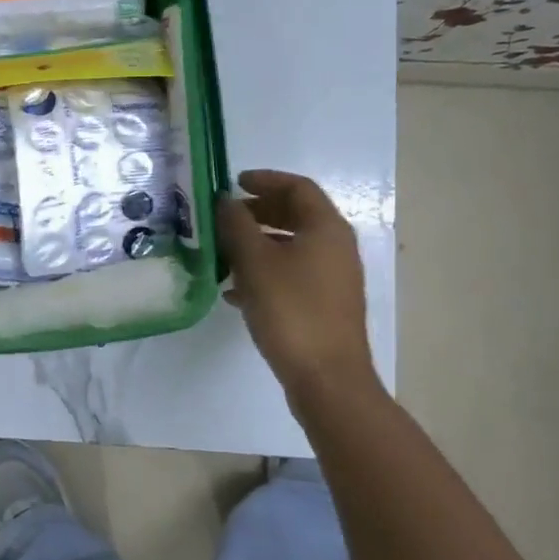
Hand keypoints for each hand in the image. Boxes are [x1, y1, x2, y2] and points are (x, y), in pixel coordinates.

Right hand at [217, 169, 382, 421]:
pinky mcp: (324, 305)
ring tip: (223, 253)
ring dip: (258, 243)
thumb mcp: (255, 262)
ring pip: (291, 246)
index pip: (298, 187)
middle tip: (225, 216)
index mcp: (326, 228)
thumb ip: (236, 225)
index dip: (265, 180)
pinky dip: (265, 272)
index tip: (234, 183)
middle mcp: (335, 247)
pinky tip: (234, 291)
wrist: (327, 379)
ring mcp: (332, 278)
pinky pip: (292, 275)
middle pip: (296, 215)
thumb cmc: (291, 310)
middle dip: (258, 211)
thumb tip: (225, 201)